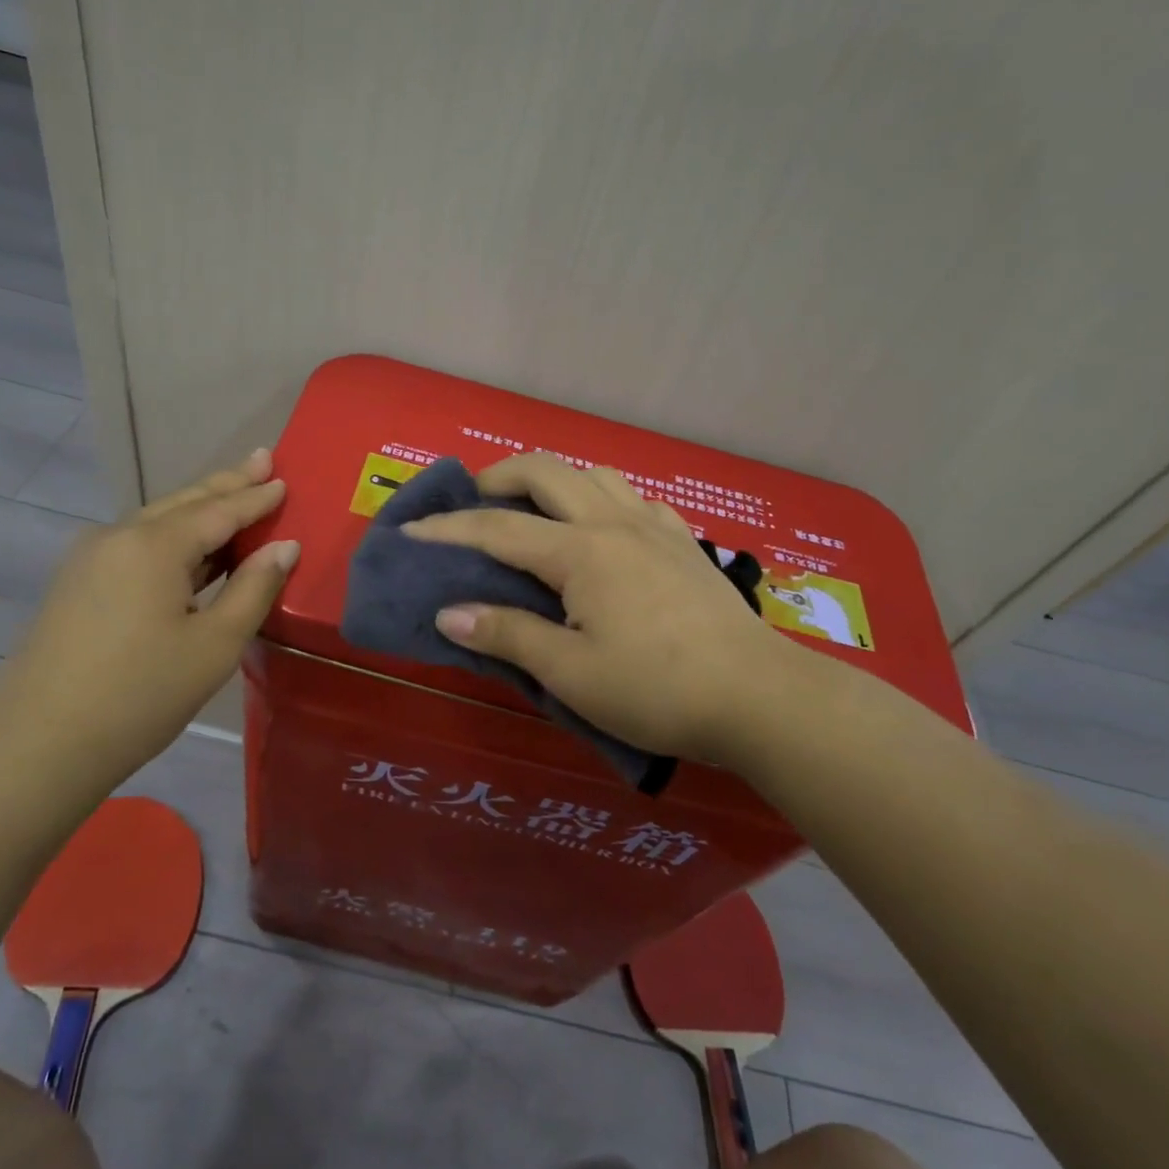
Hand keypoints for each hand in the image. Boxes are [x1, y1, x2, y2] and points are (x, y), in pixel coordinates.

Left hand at [0, 449, 297, 776]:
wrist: (40, 745)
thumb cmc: (142, 694)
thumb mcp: (215, 644)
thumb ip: (254, 588)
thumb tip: (284, 546)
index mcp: (154, 545)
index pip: (219, 511)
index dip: (256, 498)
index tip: (284, 480)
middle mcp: (118, 536)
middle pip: (184, 502)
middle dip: (226, 483)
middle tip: (261, 459)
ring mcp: (90, 558)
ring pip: (157, 520)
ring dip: (199, 507)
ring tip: (234, 491)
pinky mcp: (77, 582)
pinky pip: (137, 543)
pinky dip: (173, 535)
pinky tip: (189, 544)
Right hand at [402, 453, 815, 765]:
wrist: (760, 697)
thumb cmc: (657, 689)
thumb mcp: (571, 673)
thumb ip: (508, 635)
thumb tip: (449, 613)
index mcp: (580, 551)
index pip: (497, 528)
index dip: (447, 529)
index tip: (408, 532)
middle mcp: (613, 521)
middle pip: (545, 471)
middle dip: (497, 478)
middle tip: (472, 505)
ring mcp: (654, 526)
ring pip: (594, 474)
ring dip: (554, 482)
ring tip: (536, 515)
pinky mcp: (684, 542)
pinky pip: (634, 498)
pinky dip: (602, 500)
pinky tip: (603, 532)